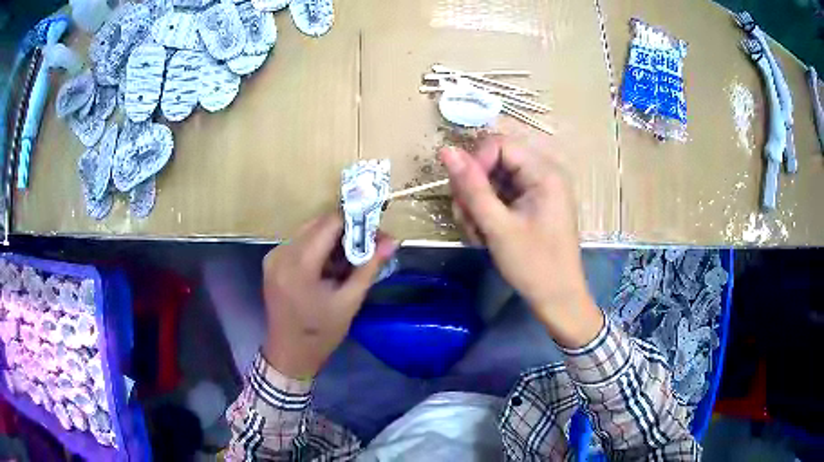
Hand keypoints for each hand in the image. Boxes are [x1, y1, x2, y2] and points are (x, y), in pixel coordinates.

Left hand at [262, 212, 396, 378]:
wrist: (290, 353)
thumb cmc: (321, 333)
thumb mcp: (350, 301)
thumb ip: (369, 267)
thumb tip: (392, 240)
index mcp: (299, 264)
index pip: (329, 223)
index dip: (355, 220)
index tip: (376, 229)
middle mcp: (281, 253)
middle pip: (318, 224)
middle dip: (346, 229)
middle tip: (369, 245)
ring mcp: (273, 256)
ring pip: (309, 231)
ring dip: (333, 239)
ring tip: (351, 258)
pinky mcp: (272, 262)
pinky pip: (299, 242)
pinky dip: (318, 247)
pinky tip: (331, 266)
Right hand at [440, 136, 602, 347]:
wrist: (558, 299)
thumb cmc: (534, 265)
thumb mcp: (498, 227)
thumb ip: (471, 187)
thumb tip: (446, 151)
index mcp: (544, 172)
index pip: (498, 145)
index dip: (475, 164)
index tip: (465, 196)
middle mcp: (543, 173)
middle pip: (494, 162)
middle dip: (474, 191)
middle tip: (469, 222)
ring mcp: (537, 190)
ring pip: (493, 181)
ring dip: (477, 206)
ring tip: (478, 235)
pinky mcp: (531, 204)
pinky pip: (501, 196)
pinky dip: (487, 214)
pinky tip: (485, 236)